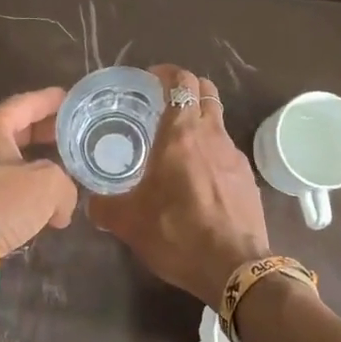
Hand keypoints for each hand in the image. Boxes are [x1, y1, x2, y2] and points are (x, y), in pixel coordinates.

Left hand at [0, 87, 77, 306]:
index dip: (52, 101)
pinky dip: (25, 197)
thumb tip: (61, 209)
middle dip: (45, 134)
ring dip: (36, 169)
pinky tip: (46, 209)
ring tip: (66, 175)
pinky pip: (4, 193)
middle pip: (17, 132)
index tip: (73, 100)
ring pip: (10, 164)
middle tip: (74, 136)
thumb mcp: (48, 184)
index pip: (27, 103)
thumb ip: (65, 187)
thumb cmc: (0, 199)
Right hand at [88, 65, 269, 305]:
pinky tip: (198, 179)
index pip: (181, 81)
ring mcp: (235, 156)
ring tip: (177, 146)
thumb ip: (105, 207)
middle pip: (206, 91)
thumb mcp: (129, 222)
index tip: (150, 79)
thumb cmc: (177, 234)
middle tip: (163, 103)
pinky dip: (211, 152)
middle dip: (187, 88)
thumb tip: (92, 204)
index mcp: (180, 134)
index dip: (167, 73)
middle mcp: (212, 135)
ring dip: (199, 122)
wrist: (235, 268)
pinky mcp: (248, 179)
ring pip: (218, 121)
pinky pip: (227, 152)